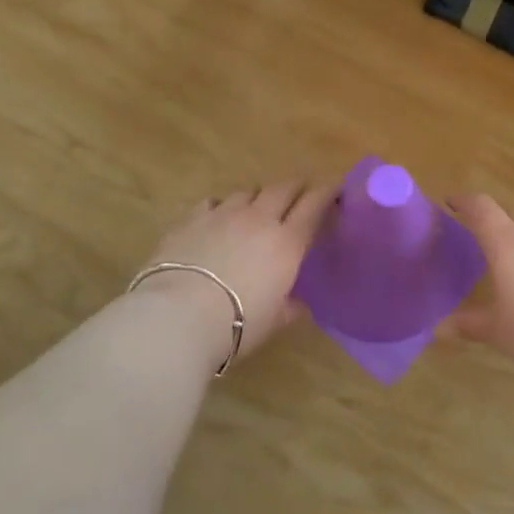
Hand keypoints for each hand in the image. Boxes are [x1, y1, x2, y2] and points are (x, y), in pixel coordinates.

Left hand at [135, 180, 337, 368]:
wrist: (178, 316)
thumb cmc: (237, 325)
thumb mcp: (273, 322)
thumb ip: (289, 308)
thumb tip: (299, 305)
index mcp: (287, 242)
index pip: (314, 205)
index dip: (327, 193)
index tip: (335, 188)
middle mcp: (259, 219)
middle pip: (282, 189)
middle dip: (295, 188)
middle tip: (301, 193)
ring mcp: (222, 214)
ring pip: (247, 191)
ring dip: (258, 197)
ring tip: (257, 208)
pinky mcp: (191, 219)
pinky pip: (213, 202)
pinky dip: (222, 206)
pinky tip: (218, 217)